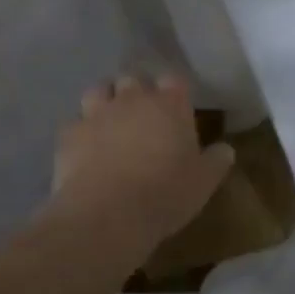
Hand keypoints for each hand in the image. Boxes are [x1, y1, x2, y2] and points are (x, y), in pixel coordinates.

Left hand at [50, 74, 235, 259]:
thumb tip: (225, 149)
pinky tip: (85, 150)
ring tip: (110, 123)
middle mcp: (132, 99)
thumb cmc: (165, 194)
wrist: (107, 215)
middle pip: (133, 78)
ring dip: (106, 101)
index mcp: (170, 105)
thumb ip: (216, 160)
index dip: (174, 91)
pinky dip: (81, 132)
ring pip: (99, 90)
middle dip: (137, 92)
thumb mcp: (204, 182)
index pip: (173, 80)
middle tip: (143, 116)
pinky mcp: (69, 134)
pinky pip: (75, 123)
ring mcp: (97, 113)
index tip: (176, 108)